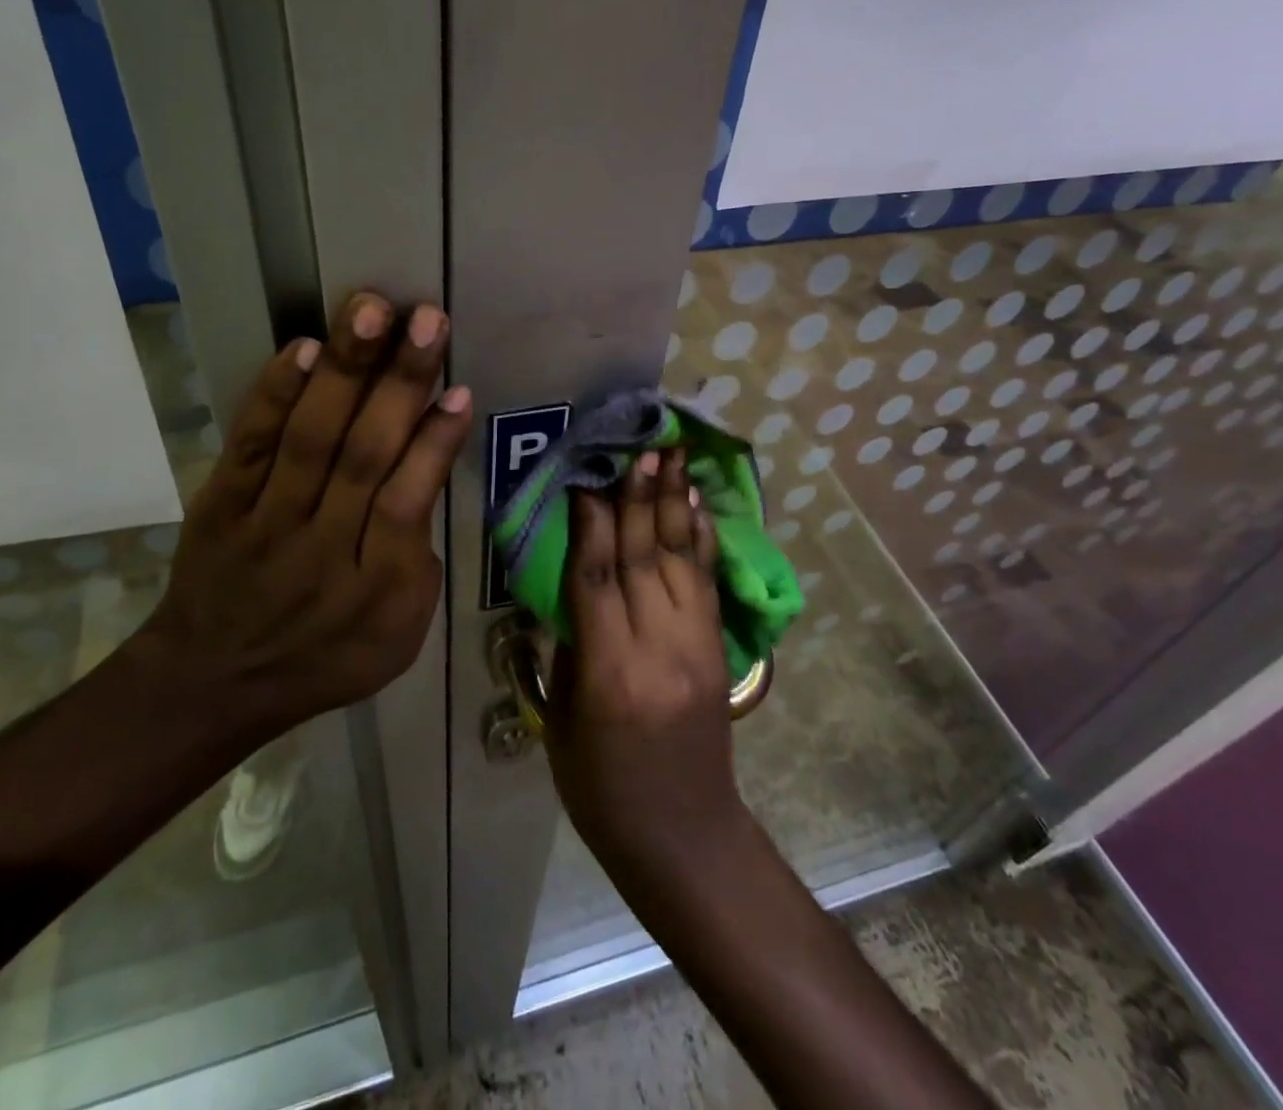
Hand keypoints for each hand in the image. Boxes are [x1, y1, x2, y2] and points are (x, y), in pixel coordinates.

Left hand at [139, 291, 470, 731]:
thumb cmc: (325, 658)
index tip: (460, 389)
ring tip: (370, 309)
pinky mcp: (222, 501)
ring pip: (309, 437)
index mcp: (376, 588)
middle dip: (399, 382)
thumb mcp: (398, 635)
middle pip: (364, 455)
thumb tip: (427, 469)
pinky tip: (303, 348)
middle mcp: (322, 547)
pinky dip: (275, 394)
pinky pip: (249, 443)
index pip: (407, 501)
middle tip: (426, 319)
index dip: (434, 443)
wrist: (212, 680)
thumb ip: (419, 559)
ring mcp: (266, 520)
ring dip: (343, 369)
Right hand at [544, 449, 747, 883]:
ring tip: (672, 454)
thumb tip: (574, 583)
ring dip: (674, 502)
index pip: (597, 577)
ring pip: (682, 560)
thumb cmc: (602, 789)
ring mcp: (697, 648)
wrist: (684, 837)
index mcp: (610, 673)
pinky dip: (701, 538)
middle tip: (638, 444)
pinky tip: (696, 504)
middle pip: (644, 557)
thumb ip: (570, 646)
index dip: (590, 520)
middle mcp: (658, 649)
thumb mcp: (564, 721)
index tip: (586, 474)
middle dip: (639, 496)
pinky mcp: (719, 651)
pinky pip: (708, 583)